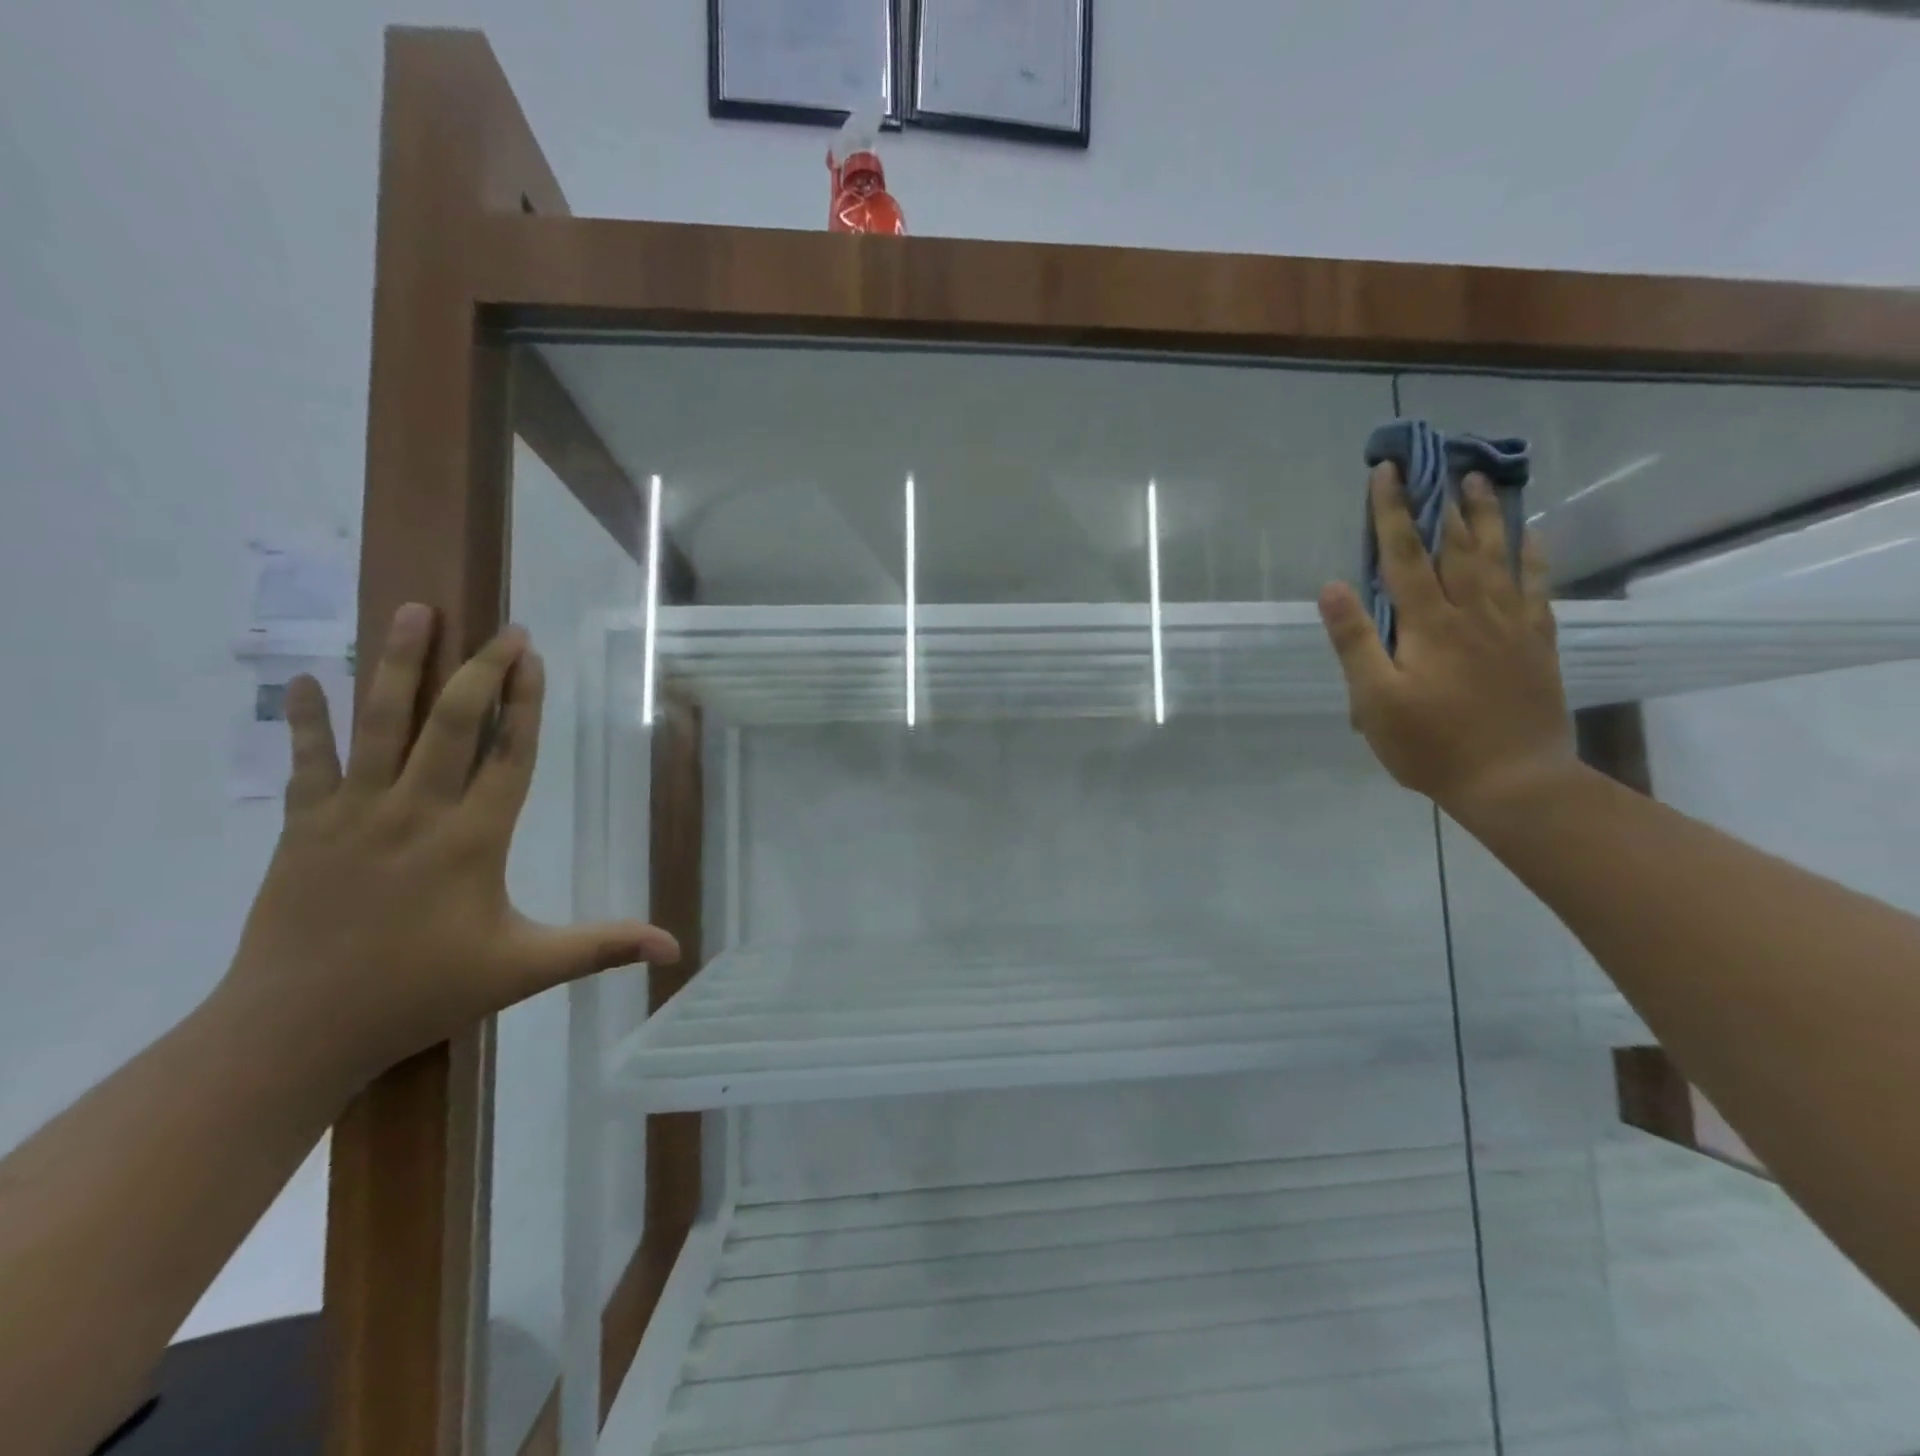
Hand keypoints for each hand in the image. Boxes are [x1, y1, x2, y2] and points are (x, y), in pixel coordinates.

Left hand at [216, 604, 678, 1091]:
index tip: (534, 657)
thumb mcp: (525, 971)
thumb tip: (674, 948)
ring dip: (399, 664)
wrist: (296, 1031)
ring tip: (415, 612)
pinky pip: (307, 761)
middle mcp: (417, 812)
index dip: (526, 703)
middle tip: (502, 627)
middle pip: (452, 723)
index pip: (509, 755)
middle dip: (481, 669)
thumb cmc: (421, 994)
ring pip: (382, 723)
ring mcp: (355, 814)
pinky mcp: (305, 827)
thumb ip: (601, 948)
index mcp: (473, 840)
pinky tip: (303, 678)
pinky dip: (306, 719)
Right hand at [1318, 463, 1576, 815]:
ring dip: (1485, 517)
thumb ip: (1355, 641)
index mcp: (1429, 624)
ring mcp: (1510, 625)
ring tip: (1480, 483)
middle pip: (1456, 546)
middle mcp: (1472, 612)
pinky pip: (1536, 587)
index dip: (1391, 513)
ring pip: (1498, 557)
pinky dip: (1532, 557)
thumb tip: (1334, 586)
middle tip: (1437, 464)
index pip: (1404, 556)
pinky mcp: (1536, 644)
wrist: (1513, 780)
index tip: (1385, 473)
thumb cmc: (1430, 744)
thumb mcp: (1374, 700)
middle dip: (1440, 503)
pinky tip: (1531, 537)